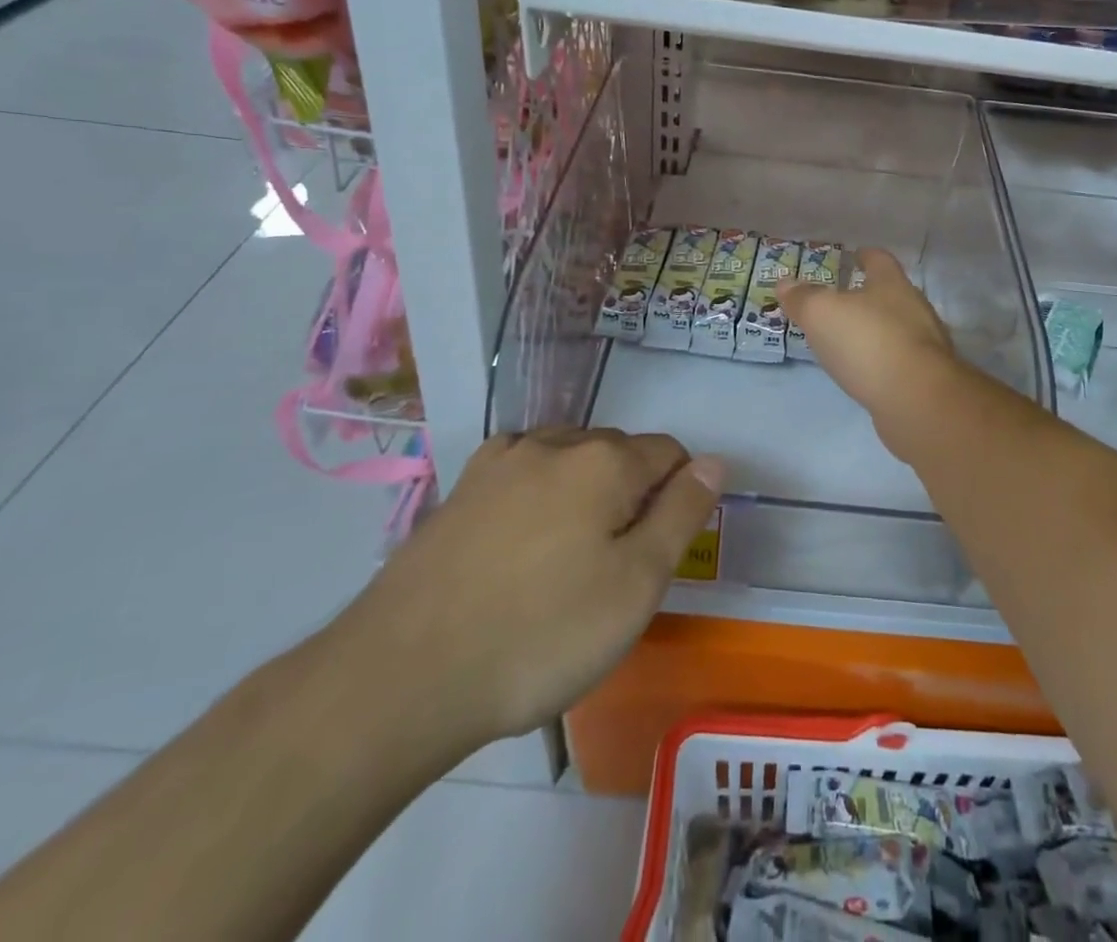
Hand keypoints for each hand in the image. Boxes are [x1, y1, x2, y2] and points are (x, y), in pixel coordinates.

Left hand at [331, 428, 719, 764]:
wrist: (401, 675)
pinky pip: (523, 474)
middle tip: (613, 571)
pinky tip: (519, 546)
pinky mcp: (461, 488)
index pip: (670, 453)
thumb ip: (682, 514)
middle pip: (619, 453)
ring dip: (583, 493)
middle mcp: (555, 442)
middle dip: (631, 495)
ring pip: (569, 461)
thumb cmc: (540, 635)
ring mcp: (501, 461)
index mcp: (605, 459)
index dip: (678, 497)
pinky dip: (537, 496)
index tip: (659, 553)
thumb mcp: (636, 585)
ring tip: (565, 563)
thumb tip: (715, 461)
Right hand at [780, 248, 957, 414]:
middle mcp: (914, 308)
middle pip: (890, 294)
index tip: (853, 256)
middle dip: (867, 296)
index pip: (879, 259)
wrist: (916, 400)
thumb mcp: (821, 313)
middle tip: (840, 302)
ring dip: (874, 331)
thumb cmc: (867, 342)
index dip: (864, 255)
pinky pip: (899, 360)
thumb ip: (803, 297)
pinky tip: (865, 371)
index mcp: (892, 283)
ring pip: (896, 328)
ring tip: (847, 339)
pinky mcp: (926, 377)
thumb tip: (785, 283)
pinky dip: (881, 361)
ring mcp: (925, 344)